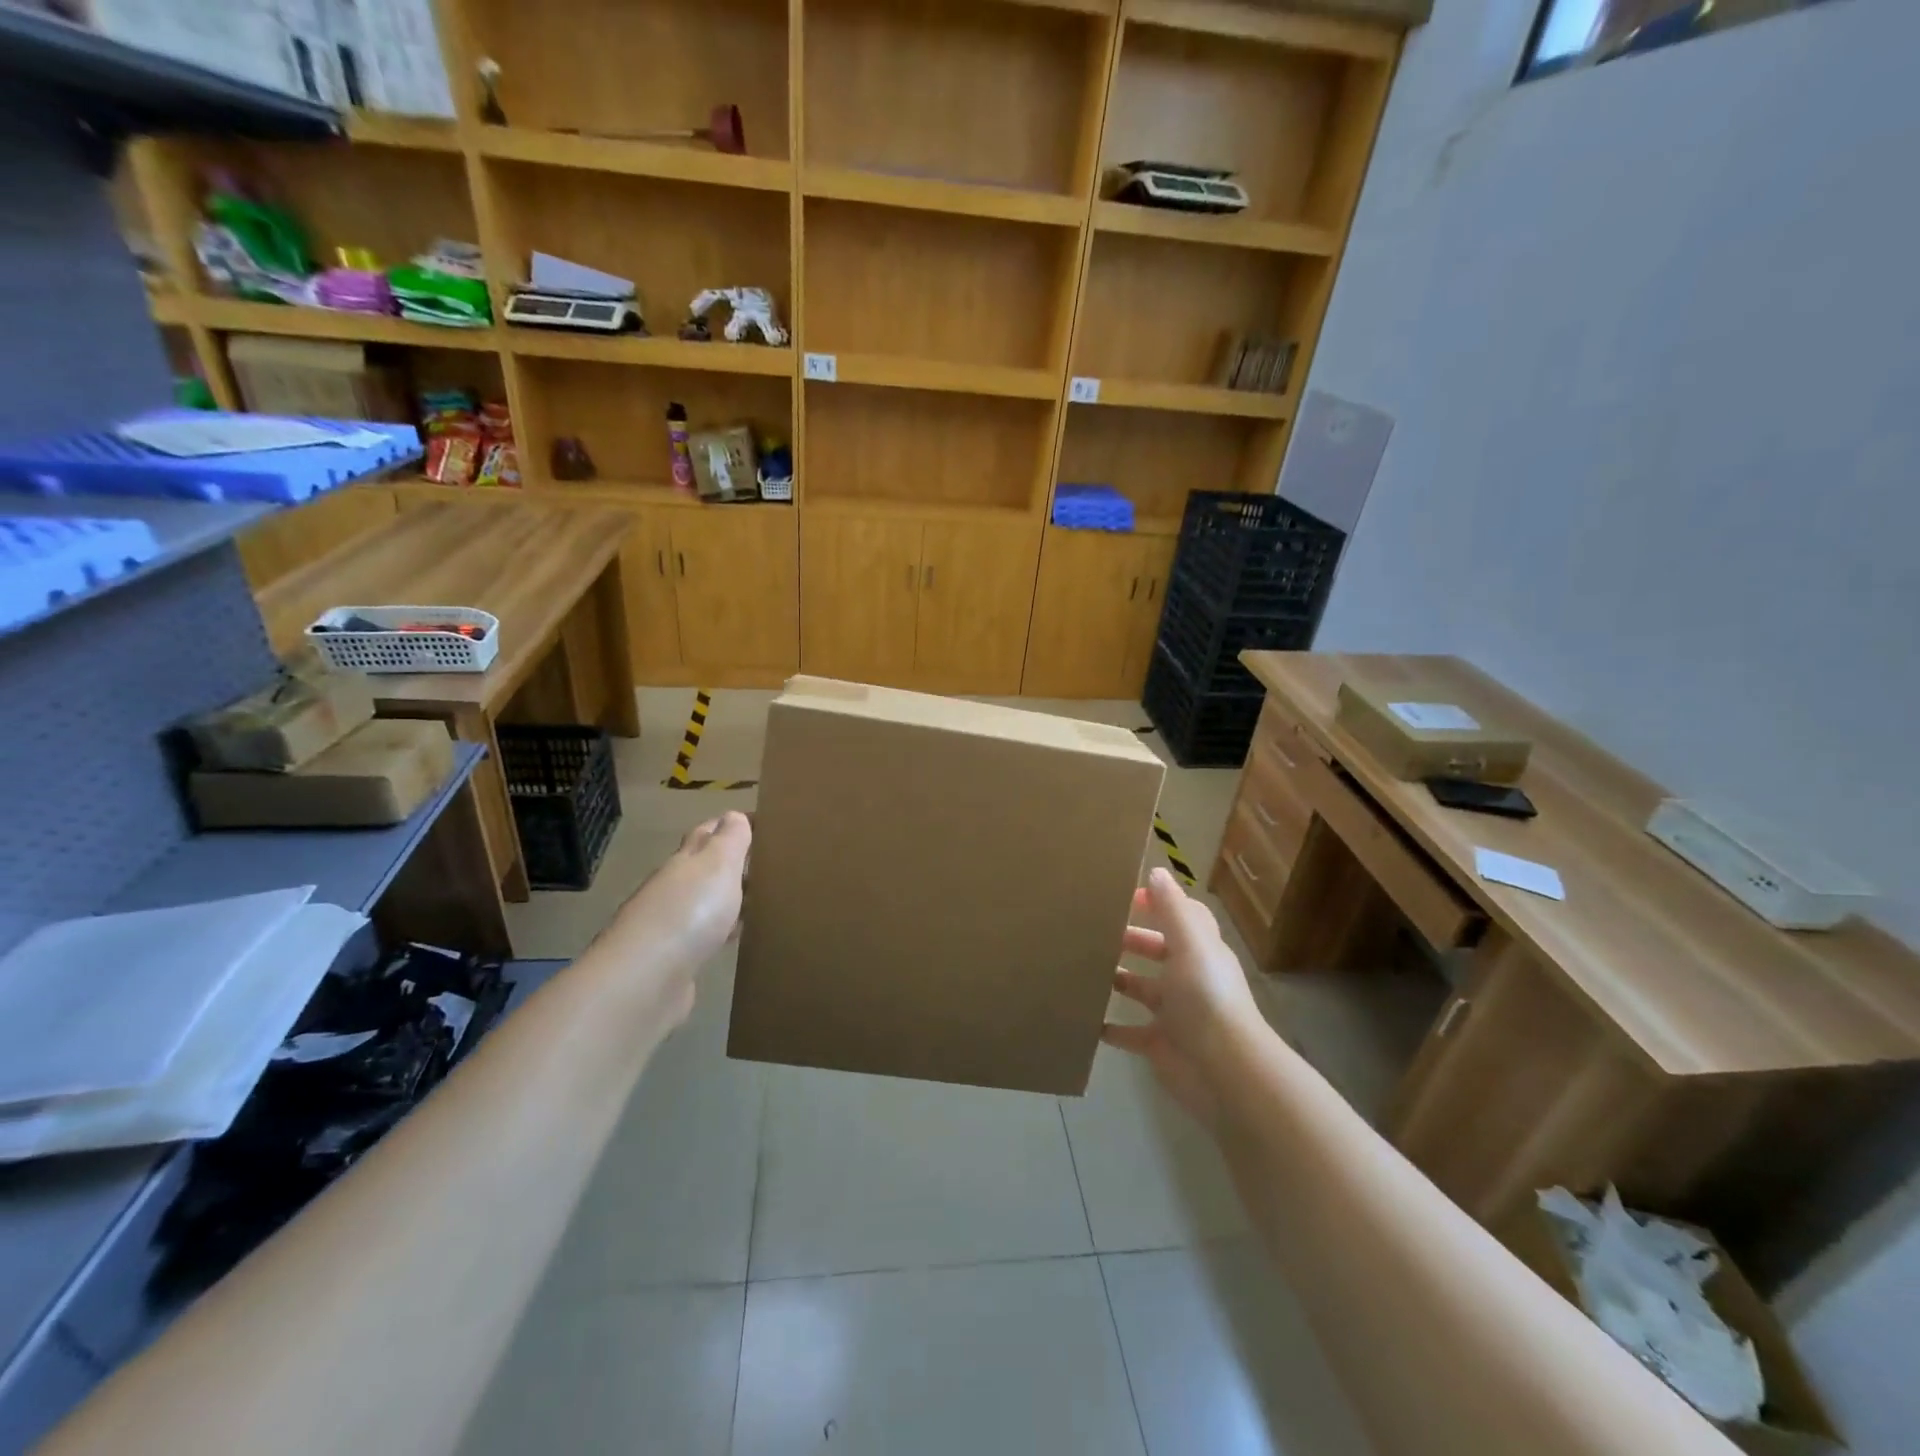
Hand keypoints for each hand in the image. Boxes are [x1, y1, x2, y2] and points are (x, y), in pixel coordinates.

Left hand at [605, 811, 750, 1029]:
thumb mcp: (718, 864)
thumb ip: (729, 839)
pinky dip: (720, 931)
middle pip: (702, 868)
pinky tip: (734, 938)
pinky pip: (703, 936)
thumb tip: (734, 815)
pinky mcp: (673, 960)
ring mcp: (669, 925)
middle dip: (730, 863)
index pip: (707, 833)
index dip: (729, 826)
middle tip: (767, 864)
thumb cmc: (689, 912)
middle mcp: (672, 888)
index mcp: (684, 862)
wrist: (646, 979)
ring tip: (760, 901)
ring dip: (726, 899)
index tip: (760, 824)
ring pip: (704, 902)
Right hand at [1102, 868, 1263, 1126]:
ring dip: (1118, 979)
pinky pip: (1129, 1033)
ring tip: (1083, 968)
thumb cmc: (1205, 998)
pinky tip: (1086, 1018)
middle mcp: (1189, 978)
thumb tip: (1157, 871)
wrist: (1223, 1071)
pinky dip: (1110, 1027)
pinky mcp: (1159, 1044)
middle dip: (1131, 939)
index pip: (1182, 918)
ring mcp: (1174, 1014)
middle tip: (1094, 930)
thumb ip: (1172, 908)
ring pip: (1142, 989)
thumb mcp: (1190, 944)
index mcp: (1199, 951)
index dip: (1159, 904)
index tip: (1125, 897)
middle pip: (1158, 951)